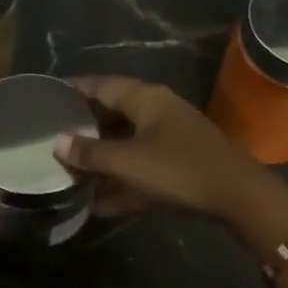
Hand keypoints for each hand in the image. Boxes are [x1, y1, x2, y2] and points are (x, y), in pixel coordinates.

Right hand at [52, 75, 277, 222]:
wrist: (238, 196)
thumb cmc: (178, 169)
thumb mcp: (128, 161)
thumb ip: (91, 153)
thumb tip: (58, 143)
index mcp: (146, 99)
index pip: (102, 85)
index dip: (75, 88)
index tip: (49, 94)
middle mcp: (158, 111)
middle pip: (113, 114)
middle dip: (85, 127)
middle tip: (54, 136)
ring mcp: (171, 138)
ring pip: (127, 143)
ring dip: (102, 157)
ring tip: (71, 169)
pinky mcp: (179, 164)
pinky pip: (140, 167)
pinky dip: (121, 180)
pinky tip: (99, 202)